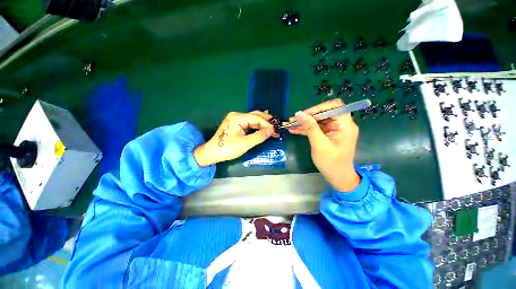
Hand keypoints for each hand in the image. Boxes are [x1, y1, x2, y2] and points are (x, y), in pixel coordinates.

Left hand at [194, 111, 278, 166]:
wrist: (212, 153)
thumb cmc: (227, 149)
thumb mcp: (245, 144)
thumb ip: (259, 136)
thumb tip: (271, 131)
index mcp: (238, 118)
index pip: (257, 118)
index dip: (268, 125)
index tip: (276, 131)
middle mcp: (236, 115)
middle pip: (255, 115)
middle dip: (267, 121)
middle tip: (277, 127)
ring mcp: (235, 119)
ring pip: (252, 118)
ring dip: (262, 123)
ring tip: (272, 128)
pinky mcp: (235, 124)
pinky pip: (248, 122)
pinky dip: (256, 126)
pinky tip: (262, 128)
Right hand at [288, 99, 360, 191]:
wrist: (338, 177)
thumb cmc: (331, 162)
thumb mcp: (319, 144)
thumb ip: (310, 127)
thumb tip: (299, 114)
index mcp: (345, 125)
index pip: (334, 106)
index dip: (319, 108)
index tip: (305, 114)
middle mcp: (341, 125)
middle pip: (324, 114)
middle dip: (307, 116)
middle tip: (293, 120)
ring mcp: (333, 130)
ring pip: (318, 121)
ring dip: (304, 123)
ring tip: (290, 124)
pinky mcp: (327, 135)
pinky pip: (316, 129)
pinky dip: (306, 129)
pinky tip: (294, 130)